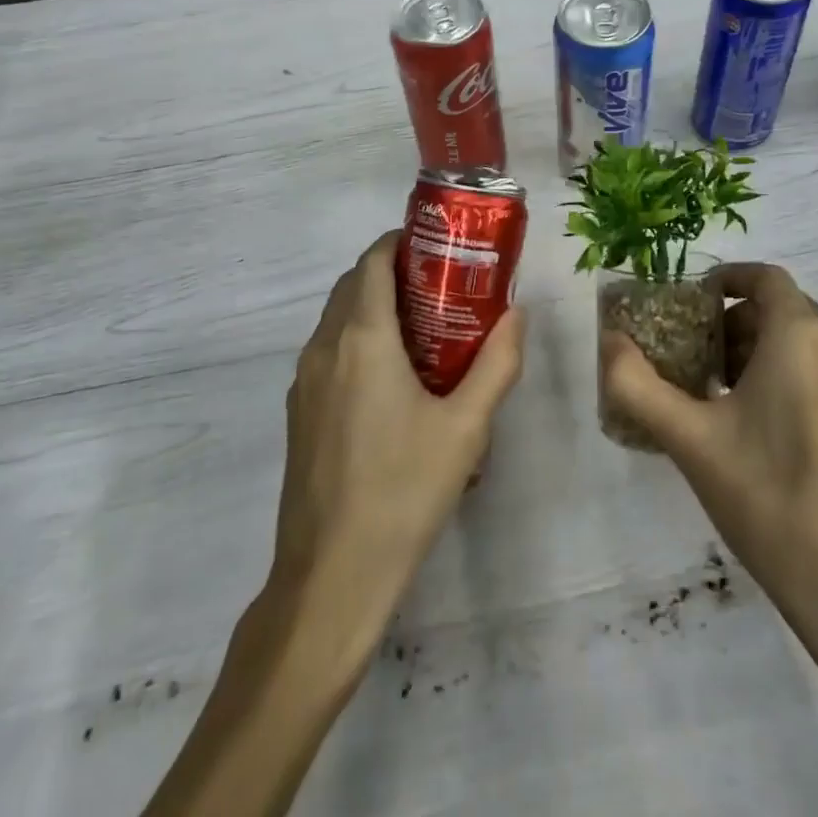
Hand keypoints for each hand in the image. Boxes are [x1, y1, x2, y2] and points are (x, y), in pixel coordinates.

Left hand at [145, 233, 525, 816]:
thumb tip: (518, 315)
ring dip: (375, 305)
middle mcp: (325, 348)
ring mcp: (304, 381)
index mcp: (362, 339)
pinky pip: (330, 350)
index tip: (440, 246)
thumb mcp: (467, 427)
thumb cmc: (404, 492)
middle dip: (394, 271)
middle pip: (354, 283)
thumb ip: (498, 363)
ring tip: (426, 326)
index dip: (402, 241)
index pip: (373, 261)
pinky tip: (395, 376)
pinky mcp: (299, 411)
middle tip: (444, 284)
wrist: (331, 576)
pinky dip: (359, 337)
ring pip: (339, 317)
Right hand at [598, 261, 817, 702]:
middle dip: (733, 321)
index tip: (690, 303)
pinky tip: (756, 429)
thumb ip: (638, 386)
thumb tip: (609, 342)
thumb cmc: (771, 499)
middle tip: (693, 354)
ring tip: (716, 393)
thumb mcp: (691, 441)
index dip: (726, 279)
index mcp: (801, 337)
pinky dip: (786, 376)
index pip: (764, 277)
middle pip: (781, 309)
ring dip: (758, 351)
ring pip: (803, 343)